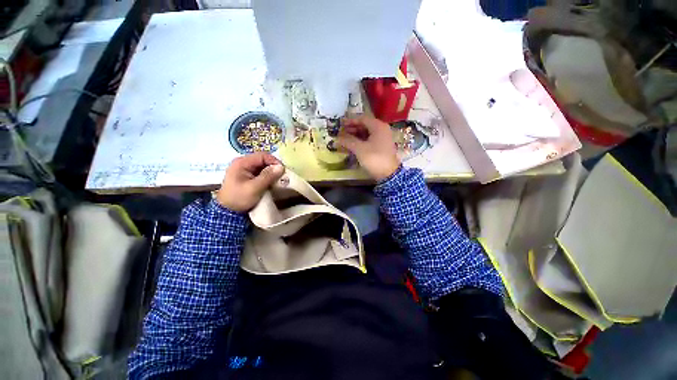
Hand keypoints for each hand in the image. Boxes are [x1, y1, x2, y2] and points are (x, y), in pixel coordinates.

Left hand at [216, 152, 284, 211]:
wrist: (228, 211)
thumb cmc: (239, 198)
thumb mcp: (254, 188)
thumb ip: (268, 176)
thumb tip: (281, 167)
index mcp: (242, 162)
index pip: (262, 156)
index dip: (274, 161)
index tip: (283, 170)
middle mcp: (243, 163)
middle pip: (263, 160)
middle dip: (273, 167)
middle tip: (282, 175)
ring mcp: (245, 169)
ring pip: (263, 166)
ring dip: (271, 172)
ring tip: (278, 179)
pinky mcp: (247, 176)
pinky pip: (260, 172)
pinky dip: (267, 176)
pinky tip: (272, 182)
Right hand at [337, 115, 399, 180]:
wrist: (389, 174)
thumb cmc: (374, 158)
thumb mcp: (359, 149)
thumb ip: (348, 141)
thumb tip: (337, 138)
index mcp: (378, 126)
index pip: (362, 119)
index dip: (351, 121)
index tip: (341, 124)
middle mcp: (382, 130)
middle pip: (365, 125)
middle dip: (352, 129)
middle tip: (341, 132)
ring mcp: (383, 139)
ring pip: (367, 133)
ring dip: (356, 135)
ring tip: (345, 139)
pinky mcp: (381, 147)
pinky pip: (370, 140)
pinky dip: (361, 141)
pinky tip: (353, 145)